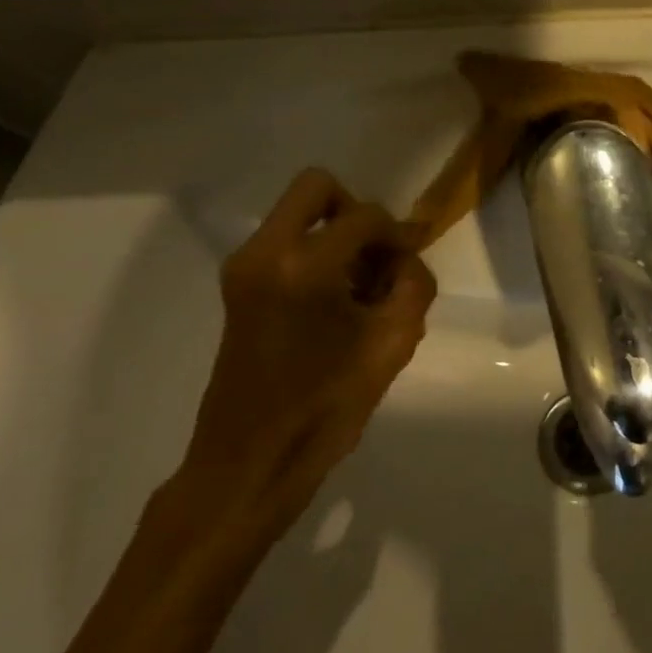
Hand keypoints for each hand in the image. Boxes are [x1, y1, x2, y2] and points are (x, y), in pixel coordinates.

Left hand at [179, 169, 435, 535]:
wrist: (248, 464)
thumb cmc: (324, 409)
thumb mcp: (392, 344)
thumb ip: (413, 286)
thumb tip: (405, 259)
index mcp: (302, 266)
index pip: (364, 217)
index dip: (397, 233)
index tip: (413, 259)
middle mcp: (264, 253)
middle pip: (316, 188)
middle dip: (357, 213)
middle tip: (377, 257)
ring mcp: (244, 268)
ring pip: (301, 215)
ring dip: (337, 237)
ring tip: (361, 291)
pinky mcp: (239, 287)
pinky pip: (286, 242)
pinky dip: (317, 255)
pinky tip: (338, 304)